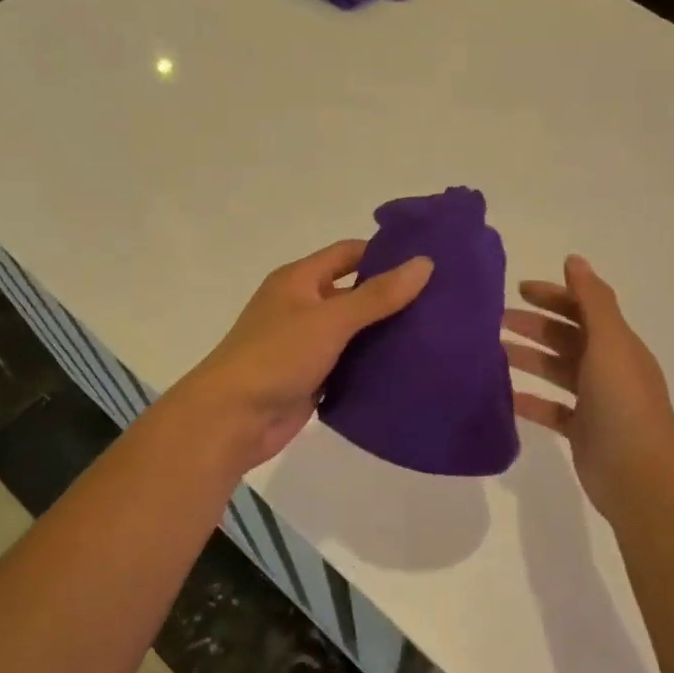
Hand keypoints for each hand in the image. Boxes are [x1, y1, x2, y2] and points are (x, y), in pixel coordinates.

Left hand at [171, 240, 433, 473]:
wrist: (232, 419)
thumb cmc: (277, 356)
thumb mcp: (331, 319)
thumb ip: (377, 294)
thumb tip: (424, 263)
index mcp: (299, 280)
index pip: (348, 253)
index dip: (385, 254)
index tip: (428, 262)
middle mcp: (302, 306)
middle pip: (354, 293)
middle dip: (391, 297)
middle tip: (440, 302)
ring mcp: (306, 344)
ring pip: (354, 332)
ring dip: (385, 334)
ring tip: (435, 334)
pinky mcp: (312, 378)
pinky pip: (349, 365)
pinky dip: (372, 366)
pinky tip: (408, 369)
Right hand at [503, 255, 673, 518]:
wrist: (640, 476)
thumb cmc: (623, 403)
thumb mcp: (609, 343)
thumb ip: (592, 300)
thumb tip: (574, 259)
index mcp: (618, 344)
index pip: (584, 308)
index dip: (554, 294)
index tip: (518, 288)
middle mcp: (608, 368)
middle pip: (568, 337)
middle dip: (535, 325)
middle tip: (496, 320)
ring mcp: (596, 401)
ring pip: (557, 370)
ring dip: (528, 358)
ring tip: (493, 352)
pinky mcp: (582, 431)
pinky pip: (550, 408)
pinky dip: (529, 399)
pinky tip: (503, 396)